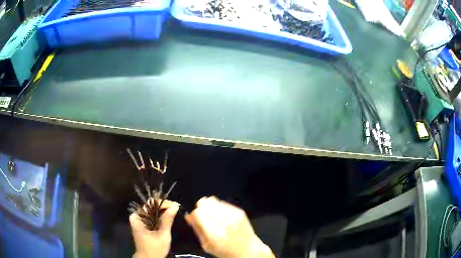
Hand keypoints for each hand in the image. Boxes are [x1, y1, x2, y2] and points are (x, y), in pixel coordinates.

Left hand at [130, 200, 179, 257]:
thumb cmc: (154, 248)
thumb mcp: (163, 235)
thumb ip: (167, 220)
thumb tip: (175, 205)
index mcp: (137, 217)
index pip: (151, 203)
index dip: (163, 203)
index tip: (175, 206)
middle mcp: (136, 216)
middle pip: (151, 206)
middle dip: (164, 207)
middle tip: (176, 209)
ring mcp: (139, 221)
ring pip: (152, 211)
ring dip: (163, 212)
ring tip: (174, 212)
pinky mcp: (142, 225)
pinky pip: (152, 217)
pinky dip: (160, 217)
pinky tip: (168, 219)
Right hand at [185, 197, 274, 257]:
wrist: (247, 250)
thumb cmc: (226, 251)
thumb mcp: (207, 245)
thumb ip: (197, 229)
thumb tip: (189, 216)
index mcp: (214, 234)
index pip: (198, 213)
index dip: (194, 214)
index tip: (195, 218)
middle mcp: (225, 223)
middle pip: (205, 204)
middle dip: (201, 209)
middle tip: (204, 217)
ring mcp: (233, 216)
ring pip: (213, 201)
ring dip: (210, 207)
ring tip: (213, 217)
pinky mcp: (239, 212)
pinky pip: (223, 203)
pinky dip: (219, 207)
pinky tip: (222, 216)